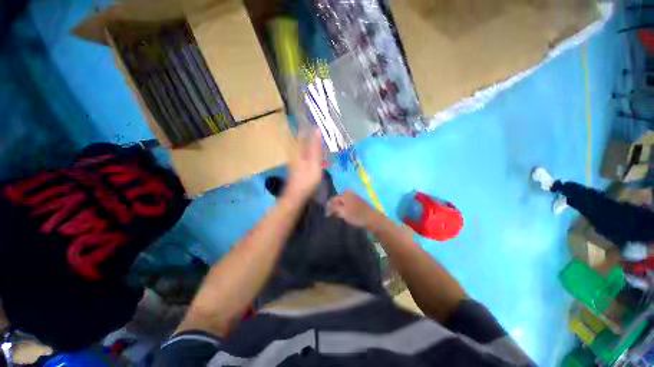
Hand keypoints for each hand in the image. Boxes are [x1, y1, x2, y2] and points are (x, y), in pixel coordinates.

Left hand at [284, 129, 323, 201]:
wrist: (296, 196)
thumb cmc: (307, 180)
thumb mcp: (314, 163)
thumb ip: (315, 147)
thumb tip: (317, 129)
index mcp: (300, 150)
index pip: (303, 133)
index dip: (307, 125)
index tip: (312, 117)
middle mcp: (297, 153)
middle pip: (302, 139)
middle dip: (309, 131)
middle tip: (318, 125)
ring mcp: (297, 160)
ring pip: (304, 146)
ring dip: (310, 140)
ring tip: (319, 135)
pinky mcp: (299, 167)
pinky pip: (306, 153)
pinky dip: (311, 149)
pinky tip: (316, 151)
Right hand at [326, 191, 382, 228]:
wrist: (374, 220)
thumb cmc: (357, 216)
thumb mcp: (343, 212)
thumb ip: (334, 207)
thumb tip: (327, 206)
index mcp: (346, 194)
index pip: (332, 199)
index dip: (328, 207)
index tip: (326, 216)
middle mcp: (350, 194)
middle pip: (338, 201)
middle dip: (334, 208)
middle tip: (332, 217)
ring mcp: (355, 199)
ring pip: (343, 204)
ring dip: (340, 210)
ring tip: (338, 217)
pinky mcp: (359, 204)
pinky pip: (348, 206)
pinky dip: (345, 211)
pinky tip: (346, 216)